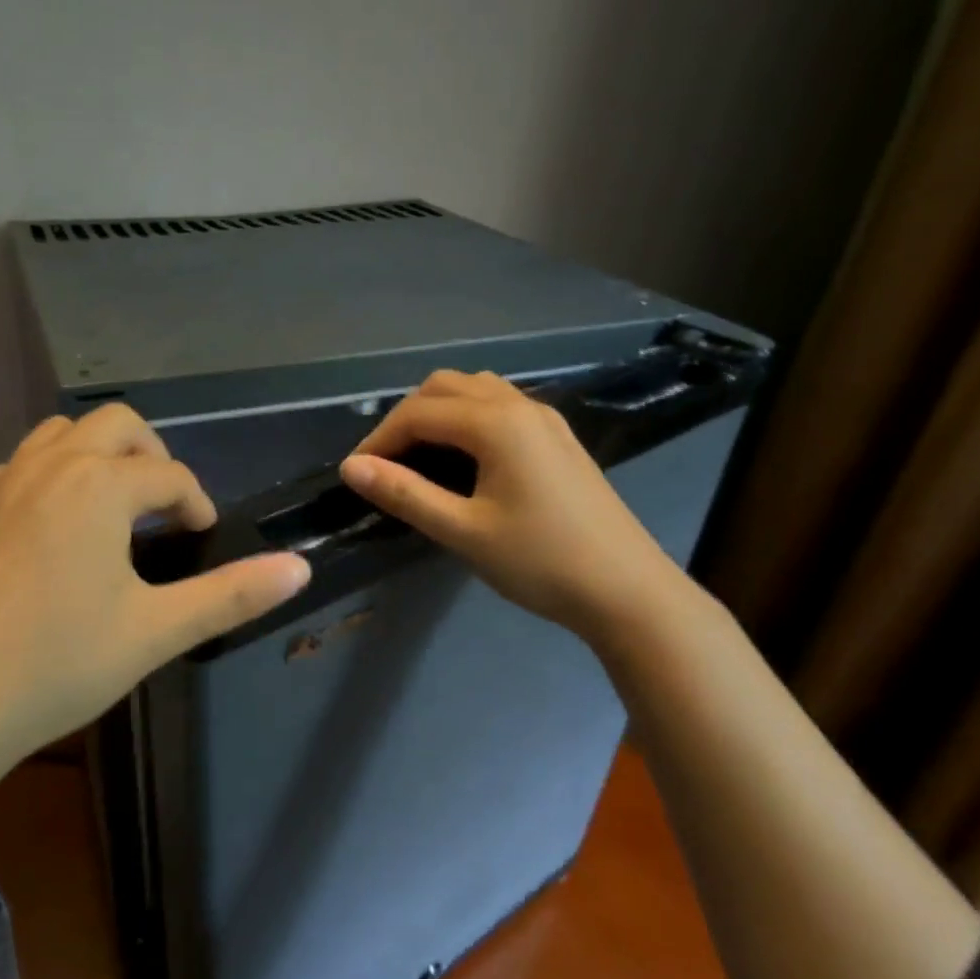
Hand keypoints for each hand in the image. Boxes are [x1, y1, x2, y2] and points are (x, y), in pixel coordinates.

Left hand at [0, 405, 310, 775]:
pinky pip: (23, 465)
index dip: (197, 502)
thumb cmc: (56, 664)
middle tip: (164, 508)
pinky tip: (56, 531)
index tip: (204, 536)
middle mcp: (49, 466)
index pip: (168, 474)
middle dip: (152, 455)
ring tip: (114, 510)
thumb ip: (231, 594)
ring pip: (61, 435)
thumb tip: (300, 567)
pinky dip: (55, 475)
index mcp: (99, 485)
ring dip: (99, 455)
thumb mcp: (155, 631)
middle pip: (115, 425)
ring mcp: (1, 484)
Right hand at [339, 370, 681, 638]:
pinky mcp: (558, 438)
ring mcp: (545, 419)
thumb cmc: (540, 561)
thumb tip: (352, 468)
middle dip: (405, 418)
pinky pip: (500, 406)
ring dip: (437, 412)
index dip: (379, 439)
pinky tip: (463, 458)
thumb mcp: (463, 531)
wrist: (627, 591)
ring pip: (475, 390)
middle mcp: (520, 406)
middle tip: (385, 464)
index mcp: (496, 423)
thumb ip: (405, 494)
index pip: (418, 414)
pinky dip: (467, 417)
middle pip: (444, 387)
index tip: (355, 474)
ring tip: (418, 456)